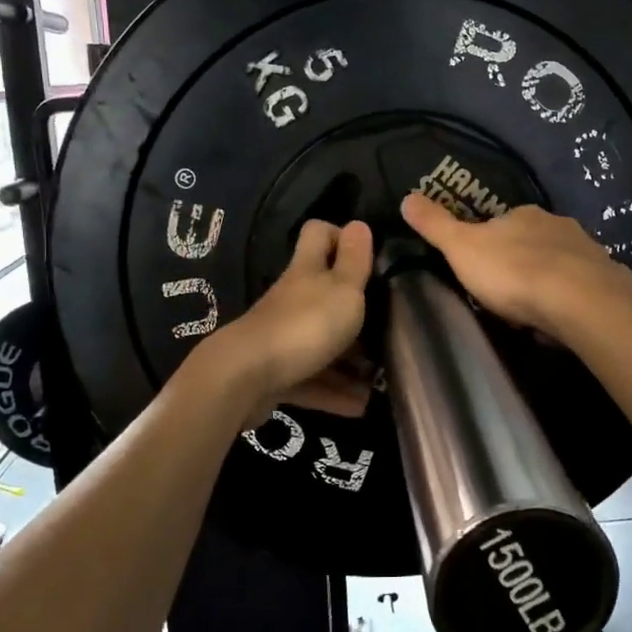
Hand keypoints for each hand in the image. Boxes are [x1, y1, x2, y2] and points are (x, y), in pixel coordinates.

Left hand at [200, 219, 372, 417]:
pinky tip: (360, 407)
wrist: (244, 378)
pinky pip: (312, 380)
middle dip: (355, 310)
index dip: (340, 236)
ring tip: (380, 379)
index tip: (367, 255)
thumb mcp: (343, 289)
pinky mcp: (275, 373)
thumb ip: (354, 260)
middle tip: (387, 326)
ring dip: (350, 362)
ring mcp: (282, 337)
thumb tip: (359, 223)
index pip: (317, 234)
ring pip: (321, 343)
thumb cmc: (304, 326)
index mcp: (307, 272)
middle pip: (324, 295)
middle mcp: (293, 299)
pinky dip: (335, 393)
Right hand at [399, 194, 631, 334]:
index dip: (488, 245)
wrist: (579, 301)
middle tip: (506, 294)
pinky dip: (570, 299)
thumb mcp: (462, 248)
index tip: (480, 270)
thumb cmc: (513, 272)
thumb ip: (436, 225)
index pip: (500, 223)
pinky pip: (581, 287)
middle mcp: (557, 224)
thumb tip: (406, 196)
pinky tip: (561, 320)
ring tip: (533, 311)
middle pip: (532, 242)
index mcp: (523, 215)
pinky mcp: (606, 279)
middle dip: (520, 263)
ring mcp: (586, 251)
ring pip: (559, 263)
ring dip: (547, 281)